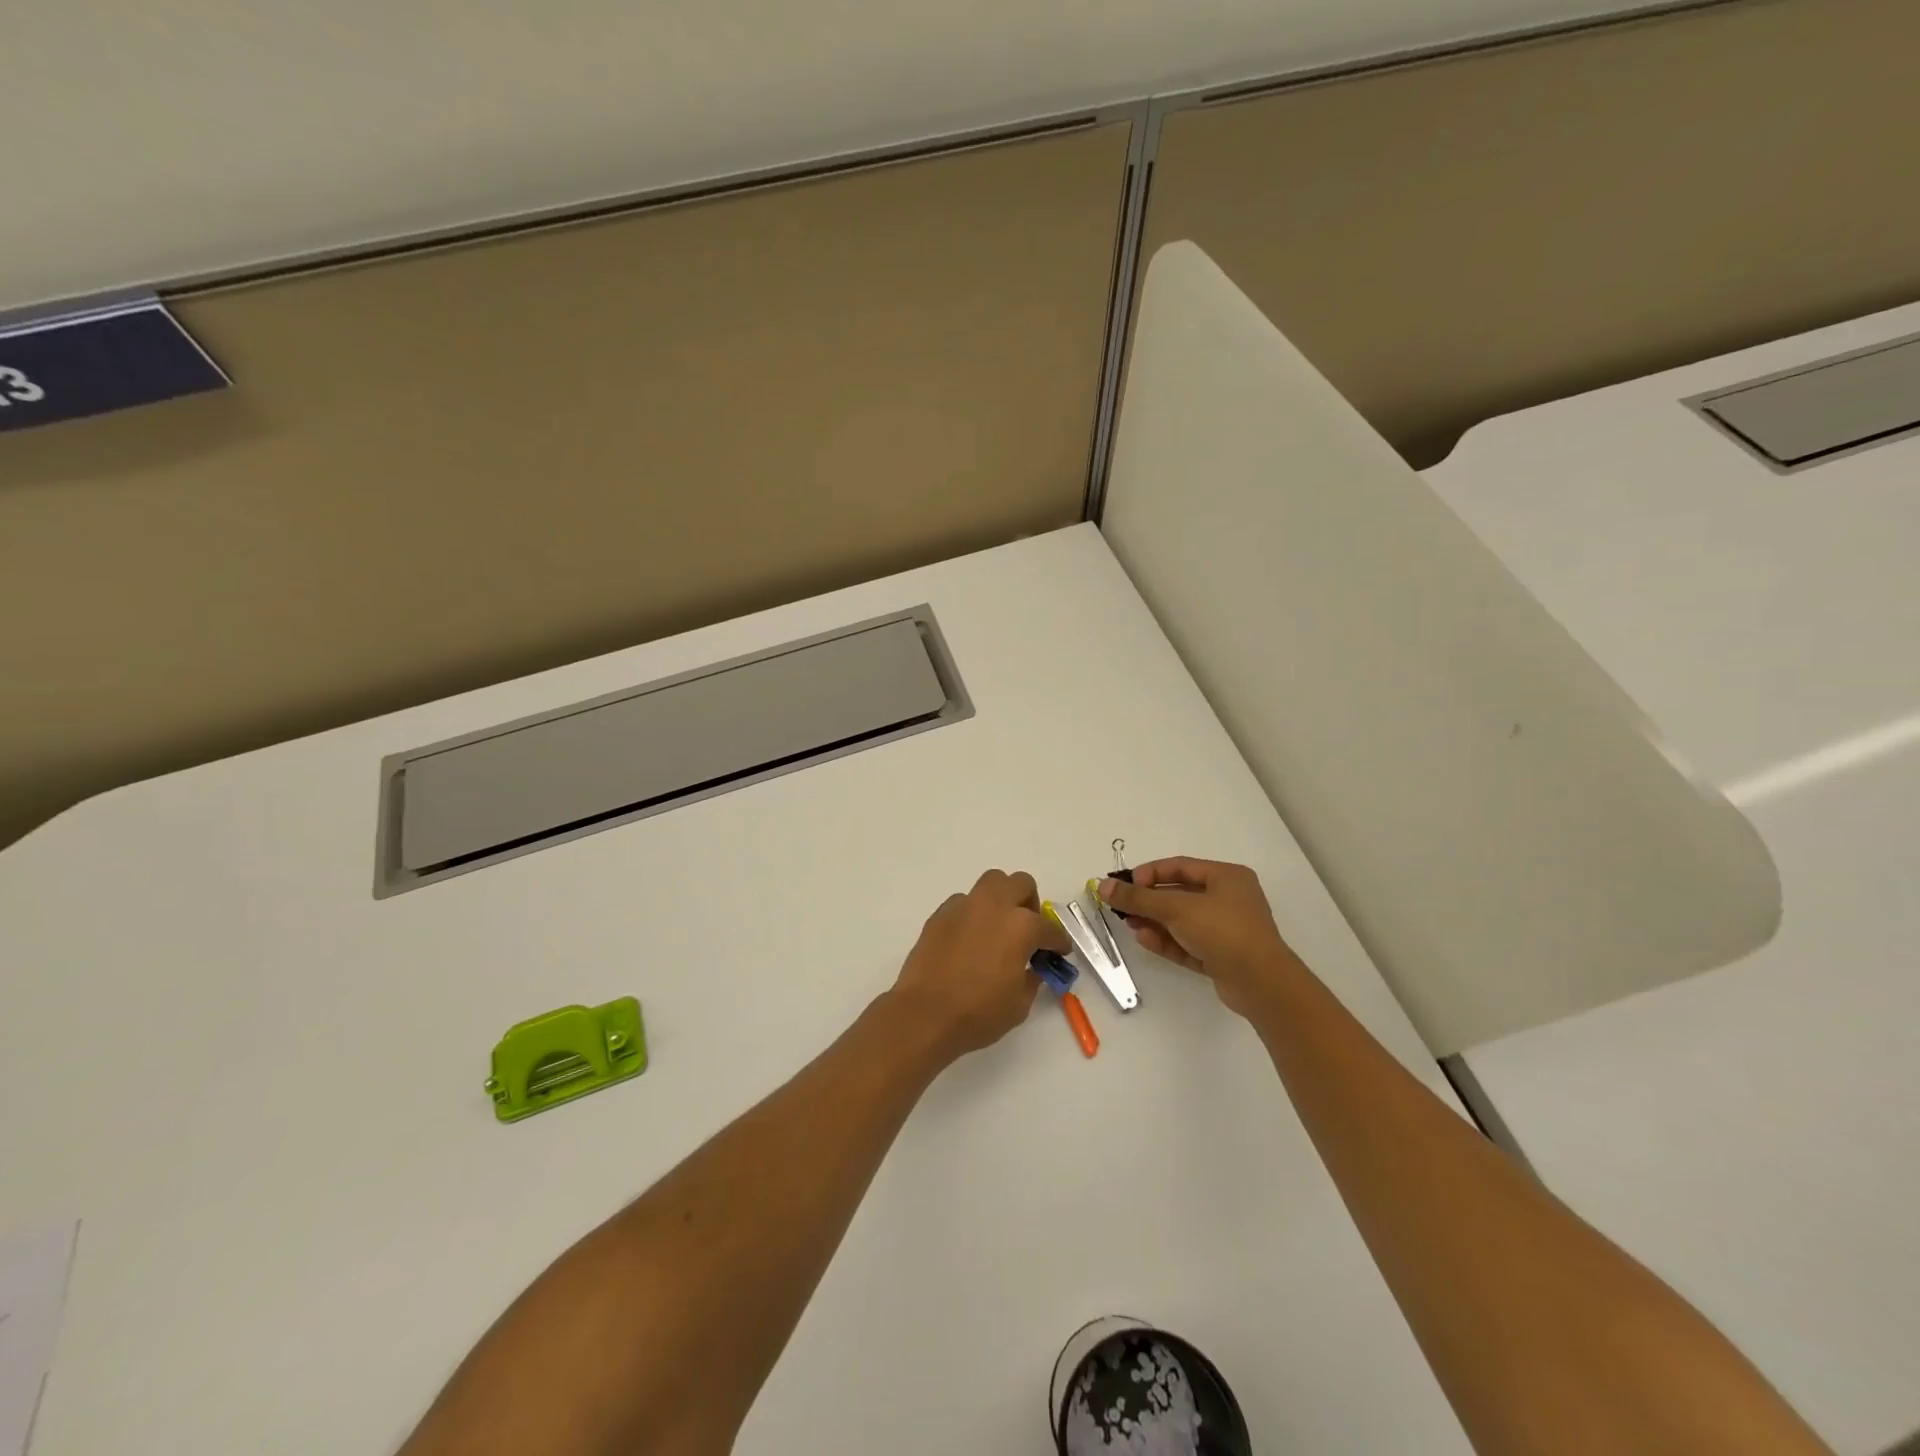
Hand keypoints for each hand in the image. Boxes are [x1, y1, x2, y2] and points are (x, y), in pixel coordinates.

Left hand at [888, 869, 1072, 1060]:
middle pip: (1021, 883)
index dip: (1059, 942)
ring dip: (1001, 900)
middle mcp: (994, 906)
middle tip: (1028, 929)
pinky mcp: (940, 914)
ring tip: (998, 928)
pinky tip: (970, 939)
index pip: (1050, 928)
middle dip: (1030, 903)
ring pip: (990, 884)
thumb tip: (1032, 968)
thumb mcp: (1019, 1004)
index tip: (1059, 951)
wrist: (925, 1014)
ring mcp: (964, 906)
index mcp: (1021, 926)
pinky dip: (973, 914)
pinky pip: (964, 903)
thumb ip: (1032, 978)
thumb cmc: (978, 1012)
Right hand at [1099, 857, 1299, 1016]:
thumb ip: (1138, 897)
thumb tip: (1104, 885)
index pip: (1180, 867)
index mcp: (1227, 877)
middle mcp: (1229, 899)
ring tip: (1130, 926)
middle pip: (1179, 895)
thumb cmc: (1222, 930)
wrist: (1260, 983)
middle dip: (1149, 901)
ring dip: (1155, 922)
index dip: (1150, 873)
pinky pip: (1188, 943)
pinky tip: (1145, 941)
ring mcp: (1226, 930)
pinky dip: (1167, 941)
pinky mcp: (1222, 957)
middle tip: (1122, 907)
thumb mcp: (1176, 908)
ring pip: (1182, 921)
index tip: (1125, 884)